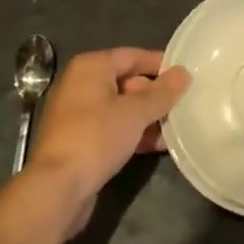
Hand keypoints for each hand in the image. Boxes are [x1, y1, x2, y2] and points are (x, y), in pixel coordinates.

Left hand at [26, 48, 188, 233]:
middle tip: (183, 105)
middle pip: (127, 81)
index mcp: (91, 67)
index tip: (185, 75)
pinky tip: (158, 145)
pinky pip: (112, 128)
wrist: (58, 187)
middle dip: (155, 95)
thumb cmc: (97, 137)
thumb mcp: (135, 112)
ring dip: (147, 117)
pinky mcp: (80, 140)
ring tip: (177, 127)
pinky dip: (133, 133)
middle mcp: (81, 84)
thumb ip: (162, 92)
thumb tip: (183, 73)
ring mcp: (78, 114)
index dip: (159, 64)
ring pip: (121, 108)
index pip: (132, 55)